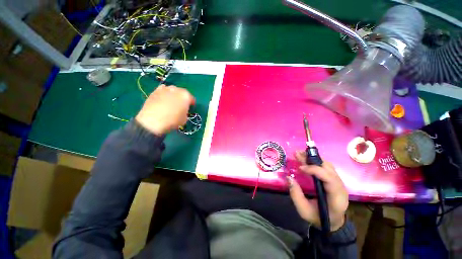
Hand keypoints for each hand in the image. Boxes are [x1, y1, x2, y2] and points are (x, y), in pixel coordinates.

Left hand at [135, 84, 194, 134]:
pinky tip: (162, 100)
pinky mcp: (155, 91)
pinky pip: (162, 91)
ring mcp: (165, 89)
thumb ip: (185, 112)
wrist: (153, 121)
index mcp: (186, 96)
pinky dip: (164, 94)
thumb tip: (182, 110)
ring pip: (172, 90)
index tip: (190, 108)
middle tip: (181, 105)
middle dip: (182, 98)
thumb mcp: (185, 119)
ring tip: (171, 102)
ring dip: (173, 95)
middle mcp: (176, 89)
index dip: (191, 104)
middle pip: (182, 93)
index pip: (191, 99)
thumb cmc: (173, 120)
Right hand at [288, 151, 348, 231]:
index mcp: (336, 197)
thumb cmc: (318, 218)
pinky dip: (315, 161)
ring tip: (300, 154)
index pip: (329, 179)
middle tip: (297, 153)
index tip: (300, 168)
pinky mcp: (334, 180)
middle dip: (312, 159)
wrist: (332, 222)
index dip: (315, 170)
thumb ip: (296, 195)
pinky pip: (326, 167)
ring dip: (313, 158)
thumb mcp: (304, 211)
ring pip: (328, 165)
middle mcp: (340, 187)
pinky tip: (306, 159)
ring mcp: (339, 182)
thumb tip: (289, 177)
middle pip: (329, 169)